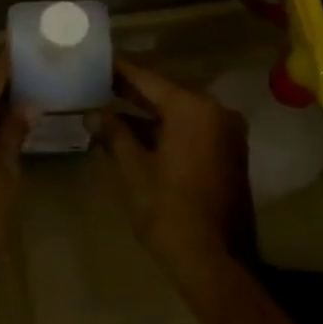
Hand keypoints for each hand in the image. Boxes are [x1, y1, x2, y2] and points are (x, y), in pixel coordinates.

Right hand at [98, 60, 254, 296]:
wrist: (217, 262)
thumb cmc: (170, 212)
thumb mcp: (134, 170)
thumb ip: (115, 134)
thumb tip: (94, 114)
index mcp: (193, 109)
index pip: (148, 79)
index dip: (120, 71)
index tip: (97, 61)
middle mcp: (216, 112)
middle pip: (166, 93)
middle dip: (132, 92)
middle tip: (97, 83)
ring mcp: (227, 133)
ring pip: (179, 113)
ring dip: (147, 113)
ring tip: (109, 108)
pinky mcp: (229, 153)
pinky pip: (192, 129)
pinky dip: (166, 129)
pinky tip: (135, 133)